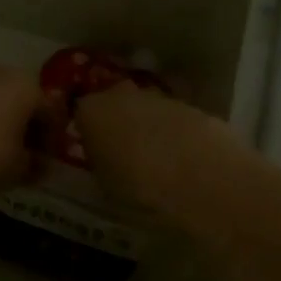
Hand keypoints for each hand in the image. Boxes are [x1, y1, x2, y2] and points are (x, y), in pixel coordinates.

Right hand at [74, 83, 244, 217]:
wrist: (200, 178)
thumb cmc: (138, 186)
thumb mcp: (104, 182)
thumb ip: (101, 161)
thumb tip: (104, 156)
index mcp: (91, 111)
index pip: (81, 113)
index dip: (89, 130)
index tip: (94, 148)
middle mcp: (121, 94)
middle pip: (115, 103)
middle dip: (119, 120)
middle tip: (124, 149)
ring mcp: (159, 97)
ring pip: (147, 108)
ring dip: (149, 126)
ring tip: (157, 158)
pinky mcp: (192, 106)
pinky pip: (174, 118)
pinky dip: (175, 133)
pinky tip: (182, 157)